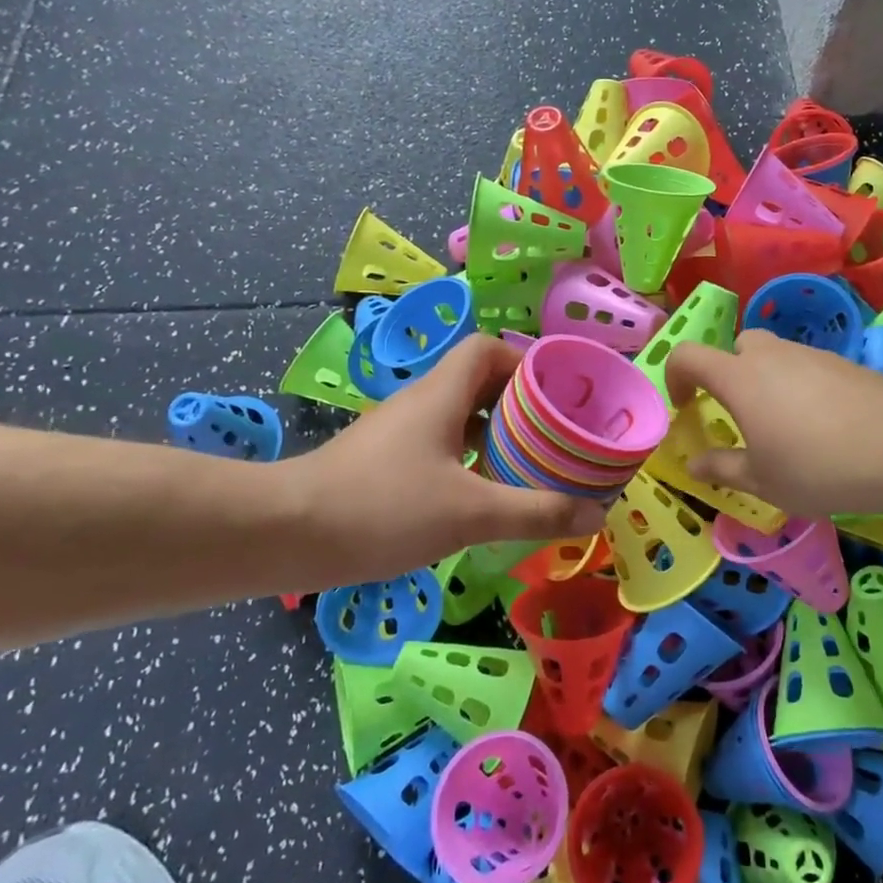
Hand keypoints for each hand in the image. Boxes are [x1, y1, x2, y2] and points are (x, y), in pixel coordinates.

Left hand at [291, 335, 603, 585]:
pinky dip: (467, 461)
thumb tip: (596, 513)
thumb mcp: (471, 513)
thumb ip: (536, 512)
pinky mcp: (383, 463)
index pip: (486, 349)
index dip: (524, 361)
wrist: (286, 534)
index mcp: (442, 394)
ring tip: (529, 466)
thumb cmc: (383, 507)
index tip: (556, 394)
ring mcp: (398, 433)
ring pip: (458, 419)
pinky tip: (482, 497)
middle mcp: (420, 403)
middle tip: (554, 435)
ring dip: (494, 436)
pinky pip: (439, 448)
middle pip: (477, 383)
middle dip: (519, 405)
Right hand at [665, 330, 882, 519]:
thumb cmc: (817, 467)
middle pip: (736, 348)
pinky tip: (822, 424)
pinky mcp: (841, 361)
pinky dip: (799, 386)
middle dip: (728, 375)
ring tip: (785, 426)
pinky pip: (805, 366)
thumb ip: (723, 468)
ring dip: (766, 381)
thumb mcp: (762, 480)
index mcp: (738, 378)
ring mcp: (808, 354)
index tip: (685, 406)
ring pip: (773, 356)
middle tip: (741, 415)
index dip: (675, 376)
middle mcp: (769, 355)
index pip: (688, 355)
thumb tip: (694, 464)